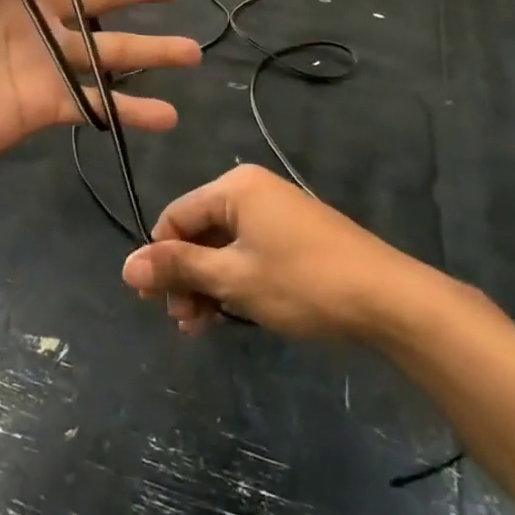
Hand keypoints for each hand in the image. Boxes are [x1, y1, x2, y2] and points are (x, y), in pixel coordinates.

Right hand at [121, 164, 426, 338]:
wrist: (388, 299)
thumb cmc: (302, 282)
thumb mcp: (233, 278)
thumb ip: (178, 268)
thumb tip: (126, 267)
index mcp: (235, 187)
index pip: (175, 216)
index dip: (159, 258)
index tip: (154, 301)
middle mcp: (254, 191)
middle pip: (199, 232)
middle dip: (185, 277)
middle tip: (183, 321)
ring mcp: (278, 213)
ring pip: (224, 248)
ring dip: (208, 285)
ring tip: (203, 327)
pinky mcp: (296, 237)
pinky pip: (250, 253)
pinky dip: (235, 282)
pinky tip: (230, 315)